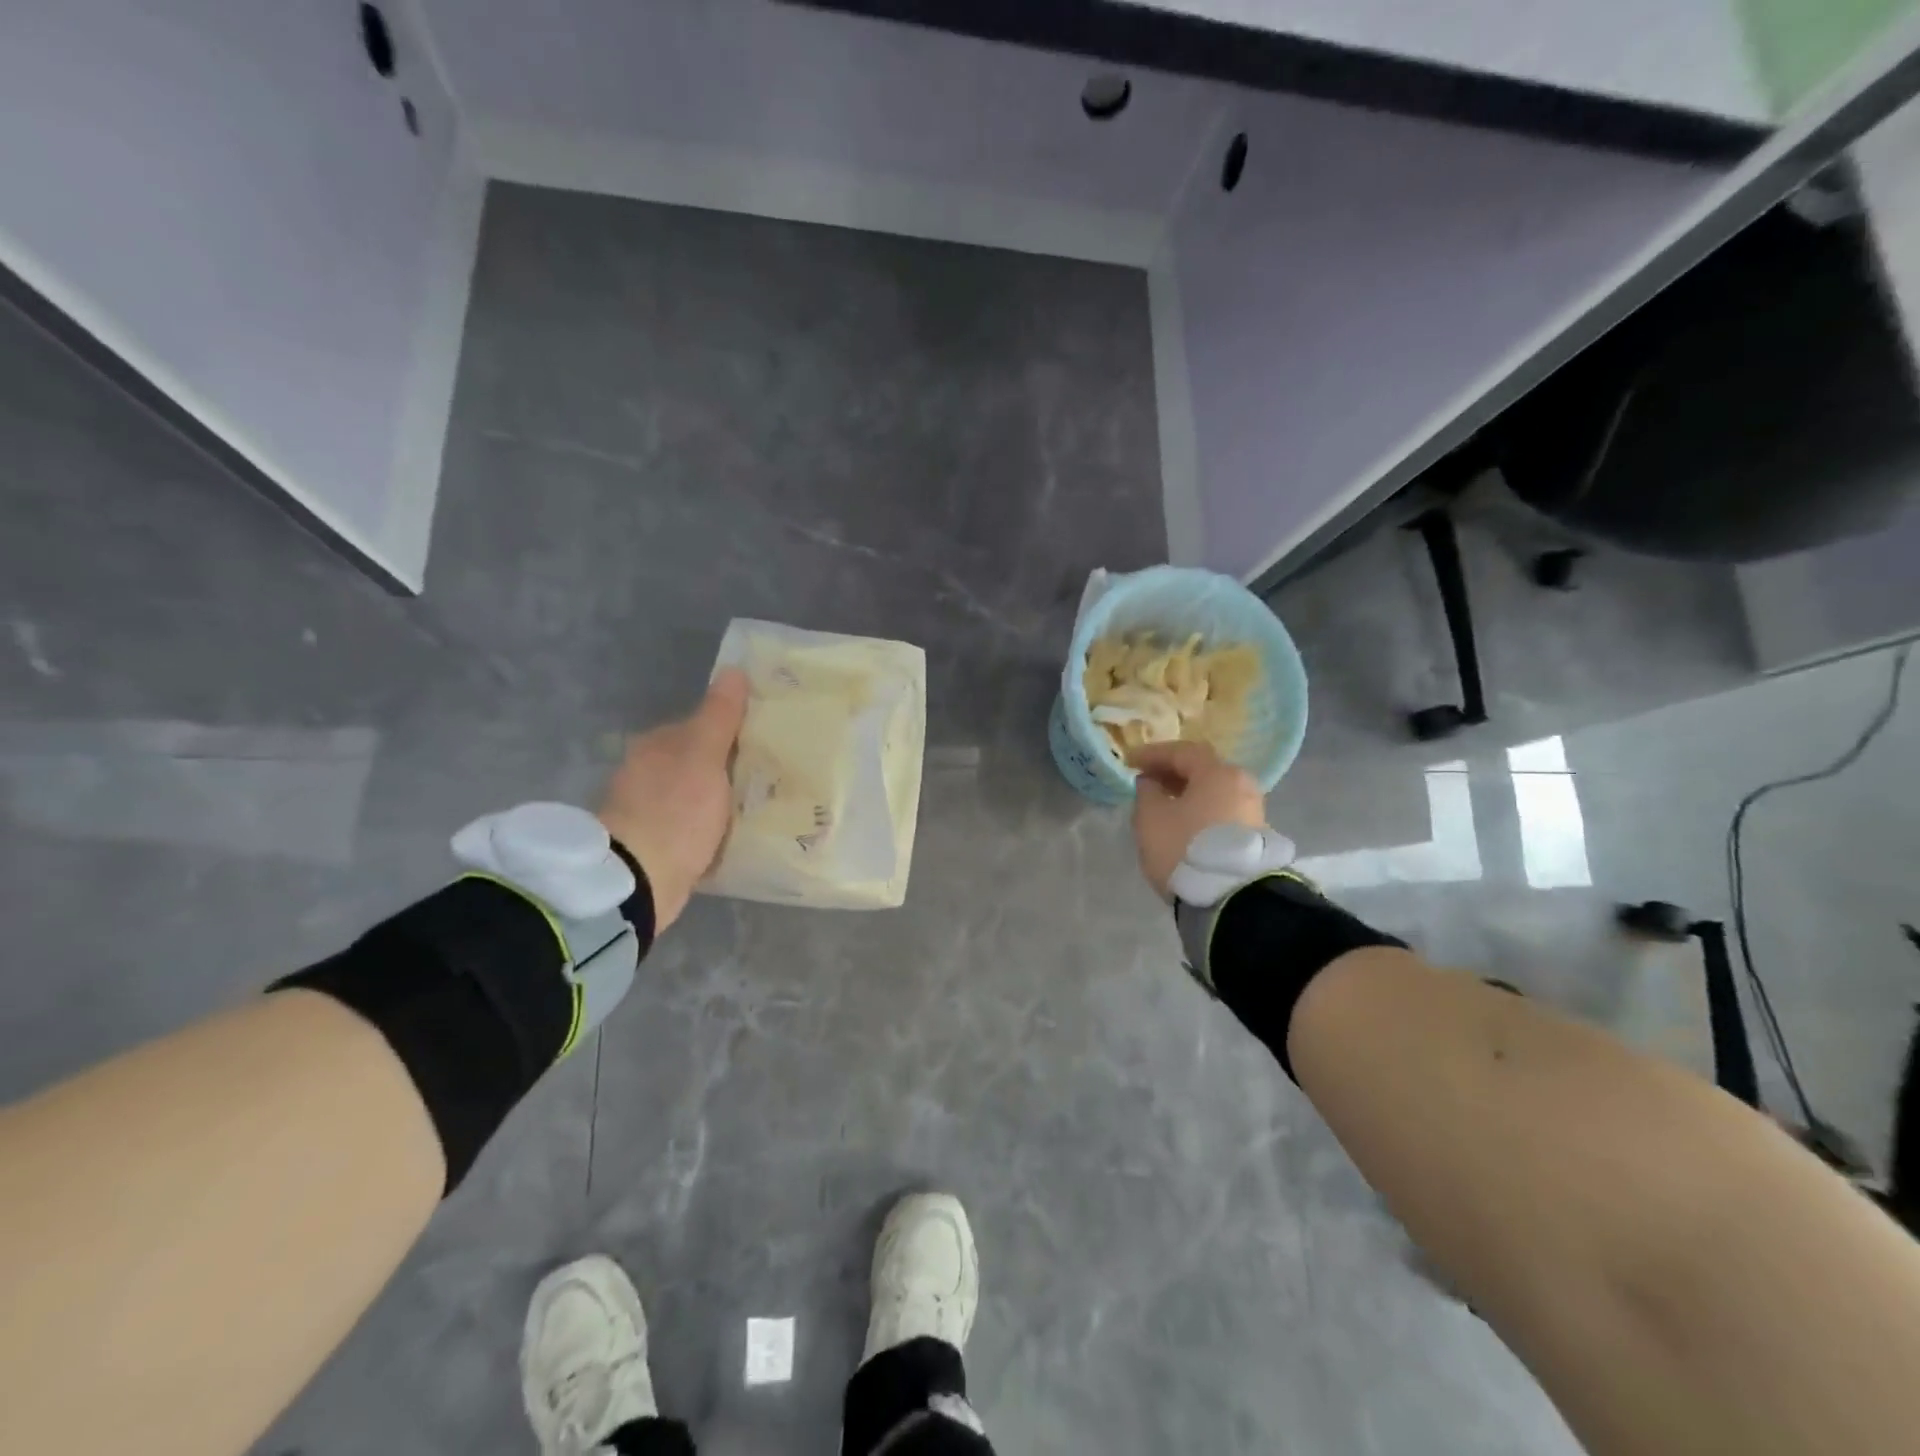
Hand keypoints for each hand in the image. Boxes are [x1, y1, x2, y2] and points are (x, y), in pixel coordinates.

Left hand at [598, 669, 747, 931]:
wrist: (638, 882)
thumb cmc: (674, 810)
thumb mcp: (703, 756)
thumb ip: (720, 716)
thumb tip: (733, 671)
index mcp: (657, 745)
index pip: (703, 726)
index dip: (736, 730)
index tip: (771, 741)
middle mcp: (650, 773)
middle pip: (703, 762)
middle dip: (734, 768)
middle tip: (778, 776)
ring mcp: (653, 811)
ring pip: (702, 796)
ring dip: (727, 801)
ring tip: (768, 807)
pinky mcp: (660, 846)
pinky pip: (699, 829)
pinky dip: (718, 830)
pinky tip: (742, 836)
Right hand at [1130, 741, 1267, 898]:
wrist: (1230, 897)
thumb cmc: (1185, 847)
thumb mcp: (1150, 818)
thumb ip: (1146, 792)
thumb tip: (1150, 782)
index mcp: (1217, 772)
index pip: (1182, 751)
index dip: (1153, 754)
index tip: (1130, 762)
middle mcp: (1242, 784)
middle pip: (1203, 770)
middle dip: (1172, 772)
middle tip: (1147, 780)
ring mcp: (1253, 811)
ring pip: (1213, 792)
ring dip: (1187, 793)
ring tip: (1163, 804)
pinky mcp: (1254, 836)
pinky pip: (1221, 811)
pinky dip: (1200, 810)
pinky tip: (1183, 823)